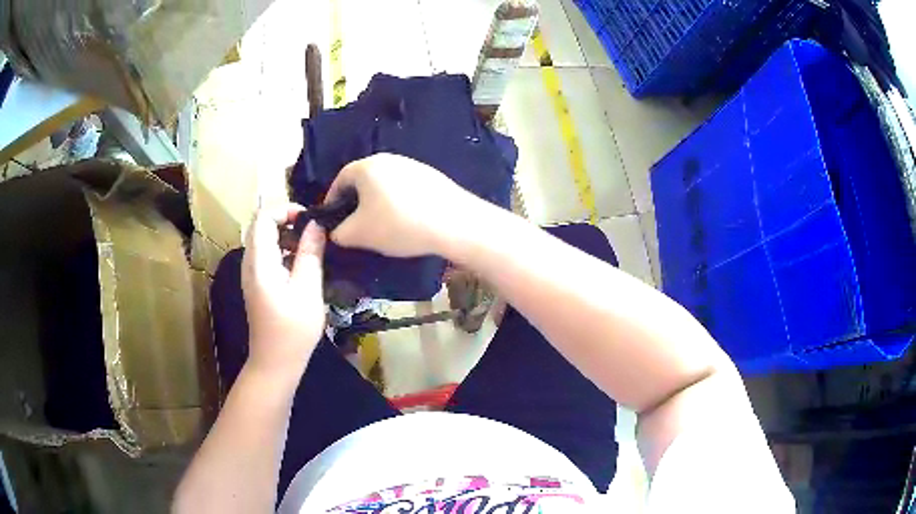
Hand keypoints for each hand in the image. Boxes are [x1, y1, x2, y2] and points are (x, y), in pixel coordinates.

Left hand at [242, 204, 326, 381]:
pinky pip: (267, 254)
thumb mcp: (308, 291)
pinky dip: (284, 249)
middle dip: (288, 220)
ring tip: (312, 245)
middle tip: (314, 230)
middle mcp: (250, 263)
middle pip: (262, 225)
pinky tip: (302, 263)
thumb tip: (316, 224)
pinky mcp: (257, 282)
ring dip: (287, 234)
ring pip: (264, 239)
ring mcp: (251, 273)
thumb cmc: (293, 331)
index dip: (286, 209)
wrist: (275, 362)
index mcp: (259, 262)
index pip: (263, 217)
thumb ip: (310, 254)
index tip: (310, 218)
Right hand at [325, 153, 484, 257]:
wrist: (453, 223)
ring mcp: (413, 165)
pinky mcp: (432, 177)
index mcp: (367, 166)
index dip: (332, 199)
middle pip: (364, 180)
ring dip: (378, 203)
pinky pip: (406, 189)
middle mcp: (389, 159)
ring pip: (385, 185)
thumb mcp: (359, 234)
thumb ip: (338, 233)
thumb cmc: (398, 224)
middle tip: (356, 225)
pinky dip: (399, 203)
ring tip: (382, 226)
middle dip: (356, 203)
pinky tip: (407, 222)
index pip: (340, 179)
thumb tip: (335, 231)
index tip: (332, 219)